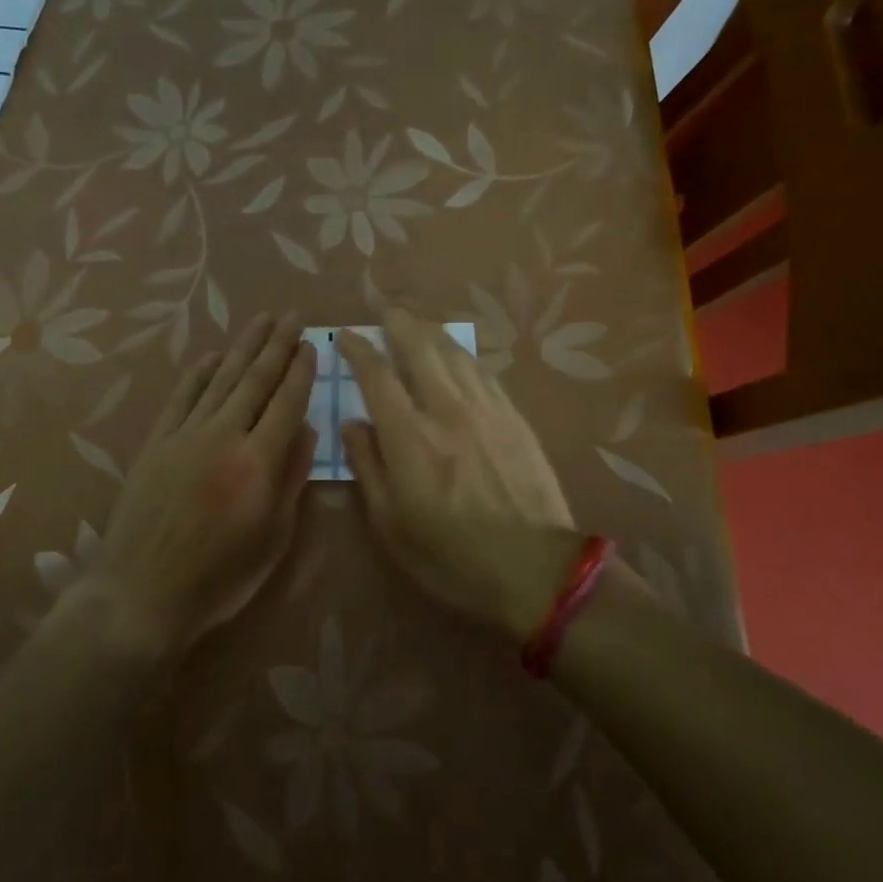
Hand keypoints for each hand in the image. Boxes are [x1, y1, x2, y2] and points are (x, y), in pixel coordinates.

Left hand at [84, 313, 316, 657]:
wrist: (141, 594)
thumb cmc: (219, 577)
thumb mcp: (273, 538)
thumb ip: (292, 478)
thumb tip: (309, 428)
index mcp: (257, 462)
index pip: (287, 402)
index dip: (301, 370)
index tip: (312, 343)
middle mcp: (223, 436)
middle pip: (255, 380)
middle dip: (277, 345)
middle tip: (292, 316)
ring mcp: (185, 435)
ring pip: (220, 380)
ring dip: (243, 347)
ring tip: (261, 320)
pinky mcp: (157, 442)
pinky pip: (182, 397)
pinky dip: (198, 373)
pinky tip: (212, 355)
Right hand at [339, 309, 580, 642]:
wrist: (535, 569)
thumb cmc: (452, 557)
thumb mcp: (392, 525)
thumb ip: (368, 466)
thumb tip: (353, 423)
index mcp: (410, 438)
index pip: (377, 375)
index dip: (359, 349)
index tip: (347, 336)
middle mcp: (447, 410)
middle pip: (421, 347)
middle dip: (399, 323)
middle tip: (386, 311)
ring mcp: (486, 409)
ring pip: (455, 353)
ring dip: (431, 332)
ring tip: (417, 323)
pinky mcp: (514, 417)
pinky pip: (483, 372)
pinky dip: (462, 356)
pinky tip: (457, 355)